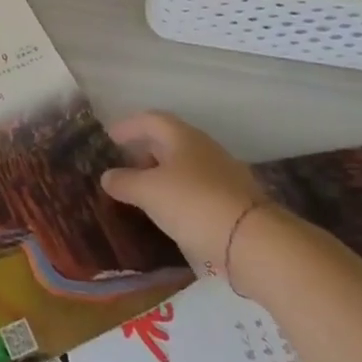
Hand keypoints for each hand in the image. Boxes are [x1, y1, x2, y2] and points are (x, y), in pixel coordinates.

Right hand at [100, 111, 272, 278]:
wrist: (254, 242)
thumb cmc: (193, 204)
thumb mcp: (149, 192)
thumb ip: (124, 182)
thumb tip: (107, 176)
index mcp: (182, 136)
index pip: (151, 119)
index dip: (128, 126)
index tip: (110, 138)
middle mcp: (204, 148)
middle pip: (169, 141)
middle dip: (145, 151)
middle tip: (125, 166)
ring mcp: (224, 174)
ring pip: (185, 166)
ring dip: (163, 175)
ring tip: (145, 193)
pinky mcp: (235, 201)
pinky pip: (199, 189)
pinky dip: (180, 194)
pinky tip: (172, 213)